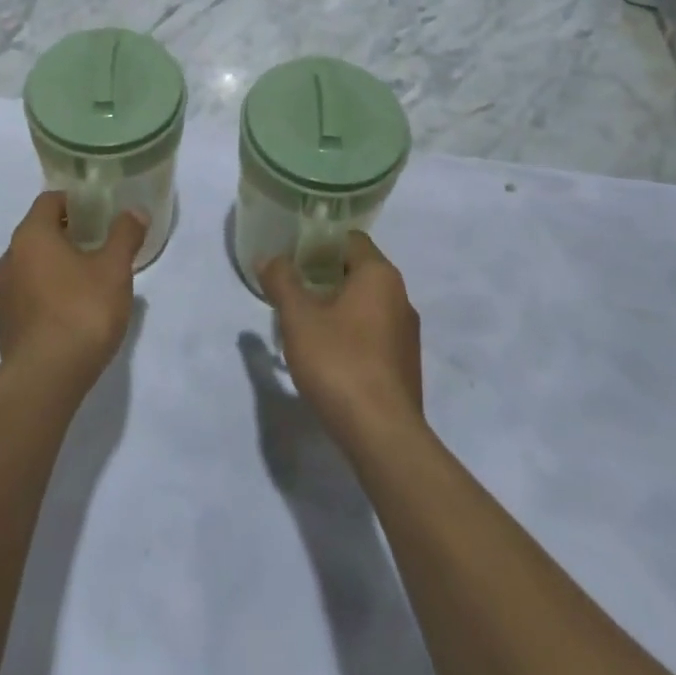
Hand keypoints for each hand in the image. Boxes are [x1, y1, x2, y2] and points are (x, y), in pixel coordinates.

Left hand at [0, 192, 145, 386]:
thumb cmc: (82, 311)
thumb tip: (135, 211)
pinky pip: (27, 294)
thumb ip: (125, 235)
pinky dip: (47, 292)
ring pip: (32, 264)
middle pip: (39, 232)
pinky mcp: (4, 323)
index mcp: (31, 235)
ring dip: (57, 265)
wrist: (45, 379)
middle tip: (100, 244)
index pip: (50, 200)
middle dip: (68, 234)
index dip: (76, 202)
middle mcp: (9, 257)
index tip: (99, 212)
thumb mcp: (114, 269)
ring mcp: (2, 293)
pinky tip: (72, 310)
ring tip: (89, 279)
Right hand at [259, 232, 423, 452]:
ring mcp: (406, 334)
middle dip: (322, 276)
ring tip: (301, 322)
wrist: (382, 435)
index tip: (291, 256)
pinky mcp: (404, 364)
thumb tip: (269, 258)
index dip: (318, 242)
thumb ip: (281, 281)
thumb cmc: (339, 362)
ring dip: (335, 306)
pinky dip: (349, 333)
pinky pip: (372, 333)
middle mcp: (400, 297)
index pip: (350, 239)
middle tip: (290, 288)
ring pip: (365, 304)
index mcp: (380, 276)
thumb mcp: (298, 318)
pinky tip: (325, 354)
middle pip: (357, 271)